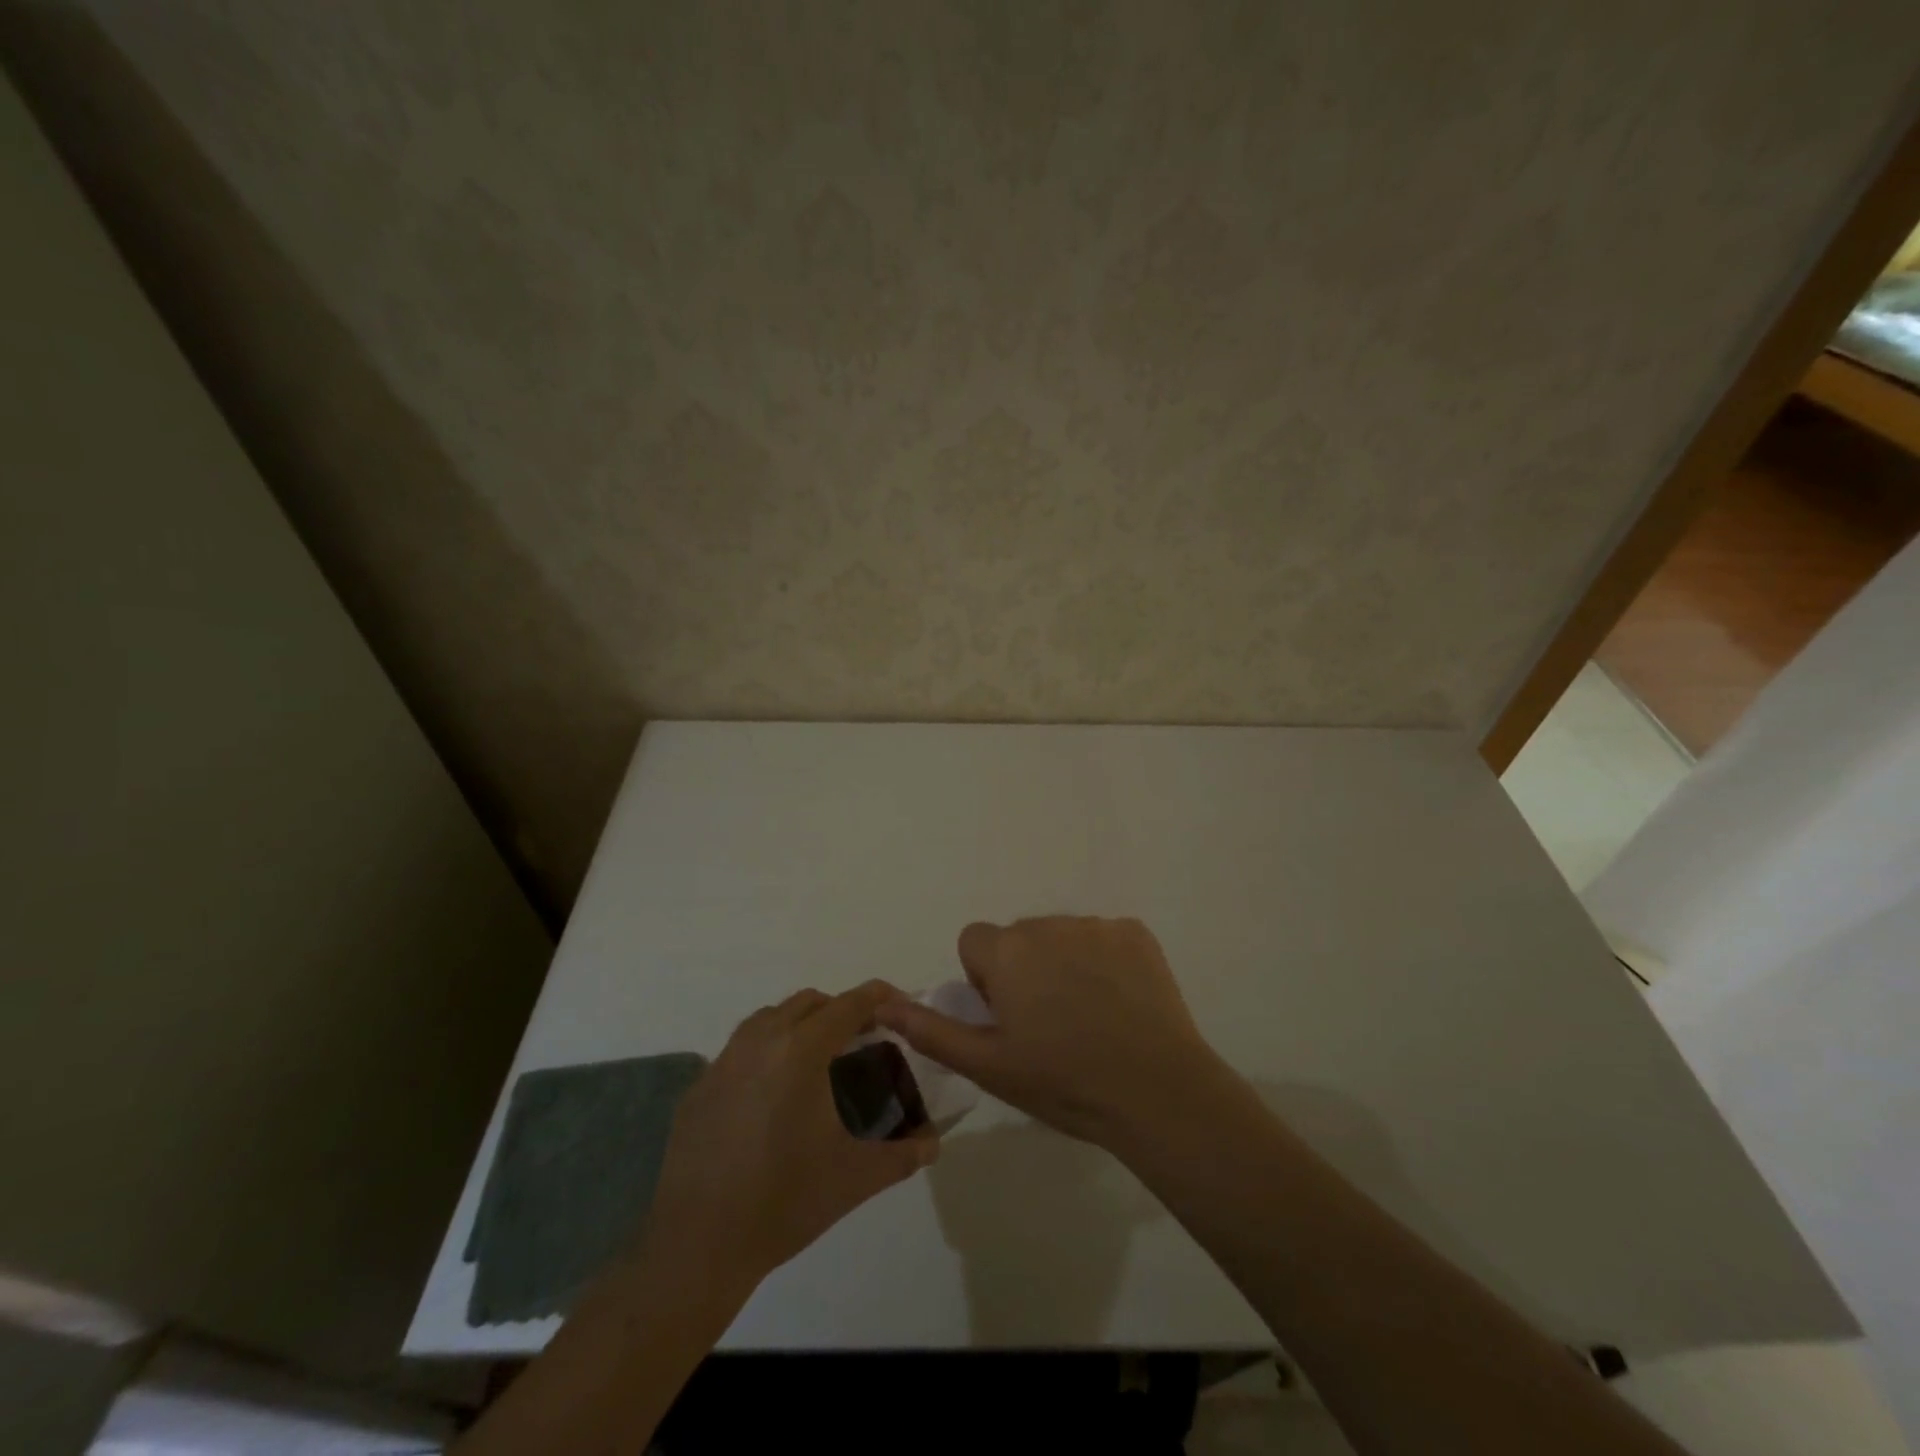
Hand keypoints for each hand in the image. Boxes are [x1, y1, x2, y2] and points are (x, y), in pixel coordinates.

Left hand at [642, 981, 937, 1295]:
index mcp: (800, 1052)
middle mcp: (760, 1042)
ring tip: (819, 1059)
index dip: (878, 998)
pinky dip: (767, 1052)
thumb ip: (904, 1154)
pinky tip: (774, 1094)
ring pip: (769, 1018)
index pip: (848, 1005)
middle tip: (863, 1038)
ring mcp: (722, 1062)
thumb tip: (934, 1143)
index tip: (899, 1003)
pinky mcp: (698, 1087)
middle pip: (808, 1002)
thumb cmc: (784, 1203)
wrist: (698, 1248)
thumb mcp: (856, 1178)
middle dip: (840, 1010)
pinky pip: (740, 1049)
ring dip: (800, 1024)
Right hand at [876, 917, 1235, 1149]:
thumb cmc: (1063, 1082)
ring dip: (1063, 964)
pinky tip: (1121, 1003)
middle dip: (1024, 970)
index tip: (1007, 1017)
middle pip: (1019, 938)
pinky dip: (1104, 962)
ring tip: (1088, 1018)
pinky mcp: (1135, 933)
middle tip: (1048, 1025)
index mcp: (1007, 951)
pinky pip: (1104, 938)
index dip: (984, 979)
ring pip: (1062, 937)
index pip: (974, 942)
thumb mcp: (988, 1065)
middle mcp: (1048, 924)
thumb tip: (883, 1002)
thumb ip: (931, 1029)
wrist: (1156, 1092)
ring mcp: (1096, 925)